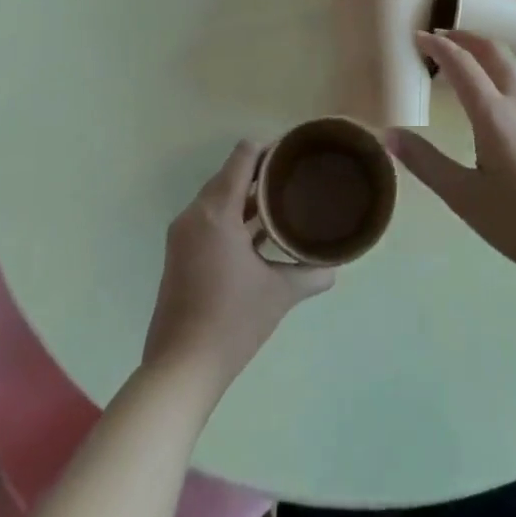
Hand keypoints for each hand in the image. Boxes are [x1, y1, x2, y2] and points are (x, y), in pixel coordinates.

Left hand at [142, 141, 334, 394]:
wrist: (180, 368)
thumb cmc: (232, 322)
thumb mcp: (278, 293)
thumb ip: (310, 273)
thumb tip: (336, 267)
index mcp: (216, 211)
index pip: (243, 156)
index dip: (269, 147)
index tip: (295, 152)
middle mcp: (195, 214)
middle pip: (230, 173)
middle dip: (261, 171)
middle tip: (295, 175)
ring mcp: (183, 233)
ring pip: (218, 196)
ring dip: (247, 194)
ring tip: (283, 199)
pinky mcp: (180, 252)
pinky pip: (209, 216)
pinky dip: (233, 214)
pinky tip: (259, 231)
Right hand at [394, 30, 515, 289]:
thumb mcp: (464, 198)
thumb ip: (426, 162)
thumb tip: (388, 134)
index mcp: (494, 115)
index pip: (462, 64)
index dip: (438, 46)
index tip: (417, 36)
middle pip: (493, 51)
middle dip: (465, 37)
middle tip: (440, 37)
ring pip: (514, 62)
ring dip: (486, 48)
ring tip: (466, 55)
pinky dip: (503, 66)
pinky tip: (497, 88)